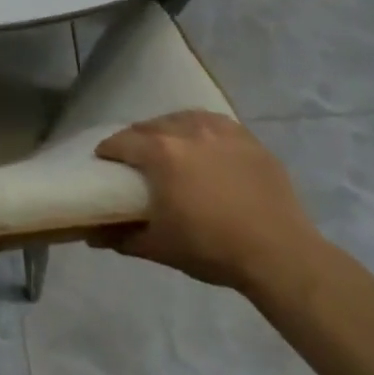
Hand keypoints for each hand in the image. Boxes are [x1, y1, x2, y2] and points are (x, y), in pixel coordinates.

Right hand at [95, 111, 323, 292]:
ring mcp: (219, 131)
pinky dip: (200, 129)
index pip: (121, 141)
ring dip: (168, 130)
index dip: (108, 151)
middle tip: (137, 161)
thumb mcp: (161, 247)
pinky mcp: (246, 138)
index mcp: (160, 153)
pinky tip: (203, 144)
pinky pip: (213, 122)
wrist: (281, 255)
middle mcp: (186, 131)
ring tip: (170, 149)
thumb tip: (92, 236)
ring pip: (181, 119)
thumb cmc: (213, 249)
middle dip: (137, 140)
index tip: (105, 162)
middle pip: (149, 126)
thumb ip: (122, 237)